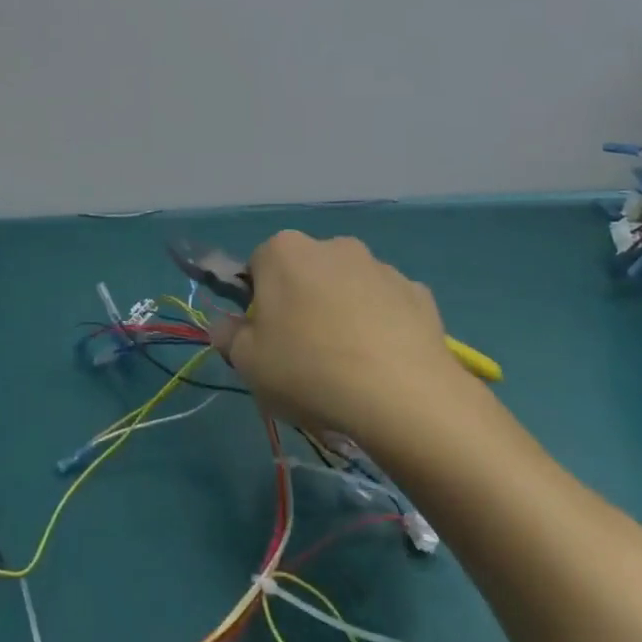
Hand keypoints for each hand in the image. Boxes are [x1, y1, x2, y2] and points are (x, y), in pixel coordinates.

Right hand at [215, 231, 464, 443]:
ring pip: (348, 287)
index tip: (265, 338)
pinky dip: (382, 326)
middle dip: (302, 303)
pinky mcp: (417, 292)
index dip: (258, 303)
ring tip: (349, 366)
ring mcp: (380, 266)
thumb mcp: (248, 363)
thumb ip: (228, 337)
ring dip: (344, 312)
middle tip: (303, 354)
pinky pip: (387, 306)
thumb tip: (224, 325)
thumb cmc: (308, 370)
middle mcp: (332, 245)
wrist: (401, 395)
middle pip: (305, 273)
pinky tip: (384, 364)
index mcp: (283, 251)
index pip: (257, 267)